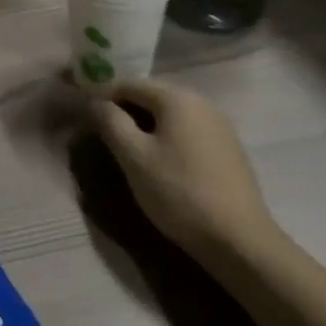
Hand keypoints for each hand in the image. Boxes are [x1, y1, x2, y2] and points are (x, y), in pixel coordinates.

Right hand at [90, 79, 281, 264]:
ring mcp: (219, 126)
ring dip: (146, 125)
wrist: (240, 242)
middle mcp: (201, 103)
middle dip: (125, 110)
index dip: (103, 94)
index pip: (129, 84)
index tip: (84, 112)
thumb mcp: (134, 157)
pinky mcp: (228, 150)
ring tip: (128, 149)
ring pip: (171, 115)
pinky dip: (168, 139)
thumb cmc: (179, 193)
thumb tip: (96, 102)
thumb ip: (111, 122)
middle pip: (152, 96)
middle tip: (103, 133)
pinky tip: (162, 162)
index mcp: (177, 98)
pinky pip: (188, 132)